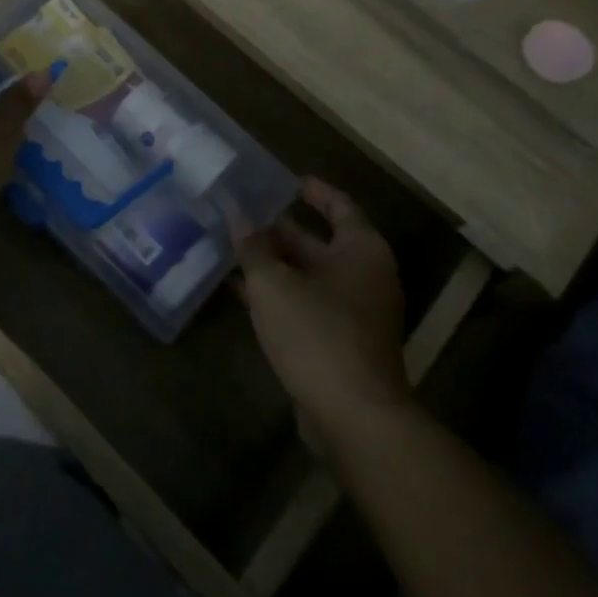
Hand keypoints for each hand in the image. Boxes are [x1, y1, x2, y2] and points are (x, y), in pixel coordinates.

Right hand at [237, 179, 408, 445]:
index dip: (314, 191)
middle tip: (243, 213)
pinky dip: (277, 296)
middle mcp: (364, 276)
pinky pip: (305, 306)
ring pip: (308, 276)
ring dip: (273, 264)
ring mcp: (354, 313)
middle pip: (320, 242)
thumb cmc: (317, 333)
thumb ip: (253, 247)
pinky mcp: (340, 344)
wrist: (353, 417)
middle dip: (281, 230)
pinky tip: (240, 291)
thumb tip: (236, 215)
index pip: (340, 206)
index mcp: (361, 250)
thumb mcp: (274, 283)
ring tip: (232, 246)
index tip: (287, 180)